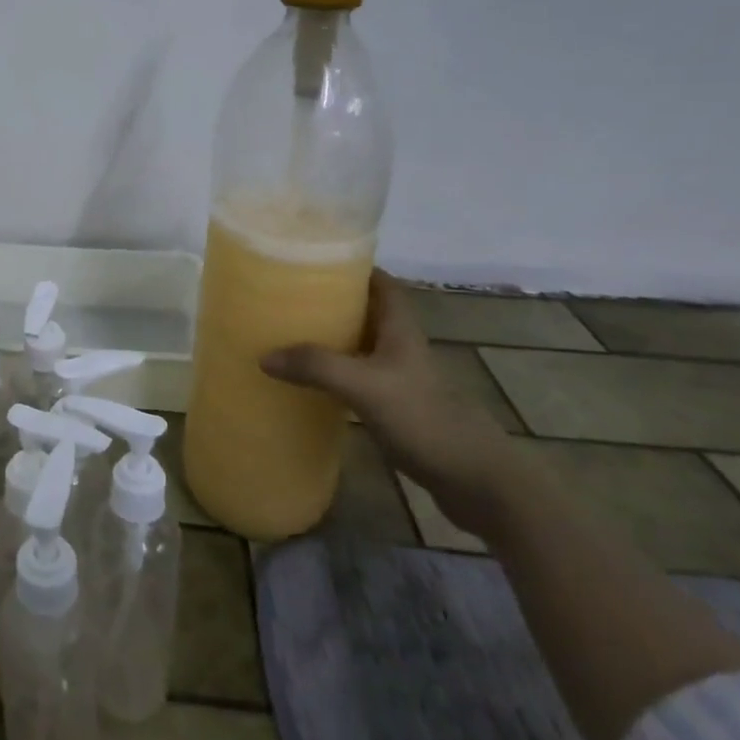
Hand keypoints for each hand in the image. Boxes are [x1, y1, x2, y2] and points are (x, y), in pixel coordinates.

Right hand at [262, 270, 526, 537]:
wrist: (475, 481)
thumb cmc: (425, 419)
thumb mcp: (365, 387)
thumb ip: (317, 367)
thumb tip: (264, 355)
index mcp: (400, 329)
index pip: (381, 283)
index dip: (353, 266)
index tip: (315, 259)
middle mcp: (400, 347)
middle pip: (365, 310)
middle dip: (331, 300)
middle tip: (288, 295)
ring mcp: (398, 378)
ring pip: (359, 344)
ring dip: (329, 337)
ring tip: (287, 331)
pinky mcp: (394, 407)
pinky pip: (356, 376)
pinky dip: (332, 372)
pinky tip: (307, 380)